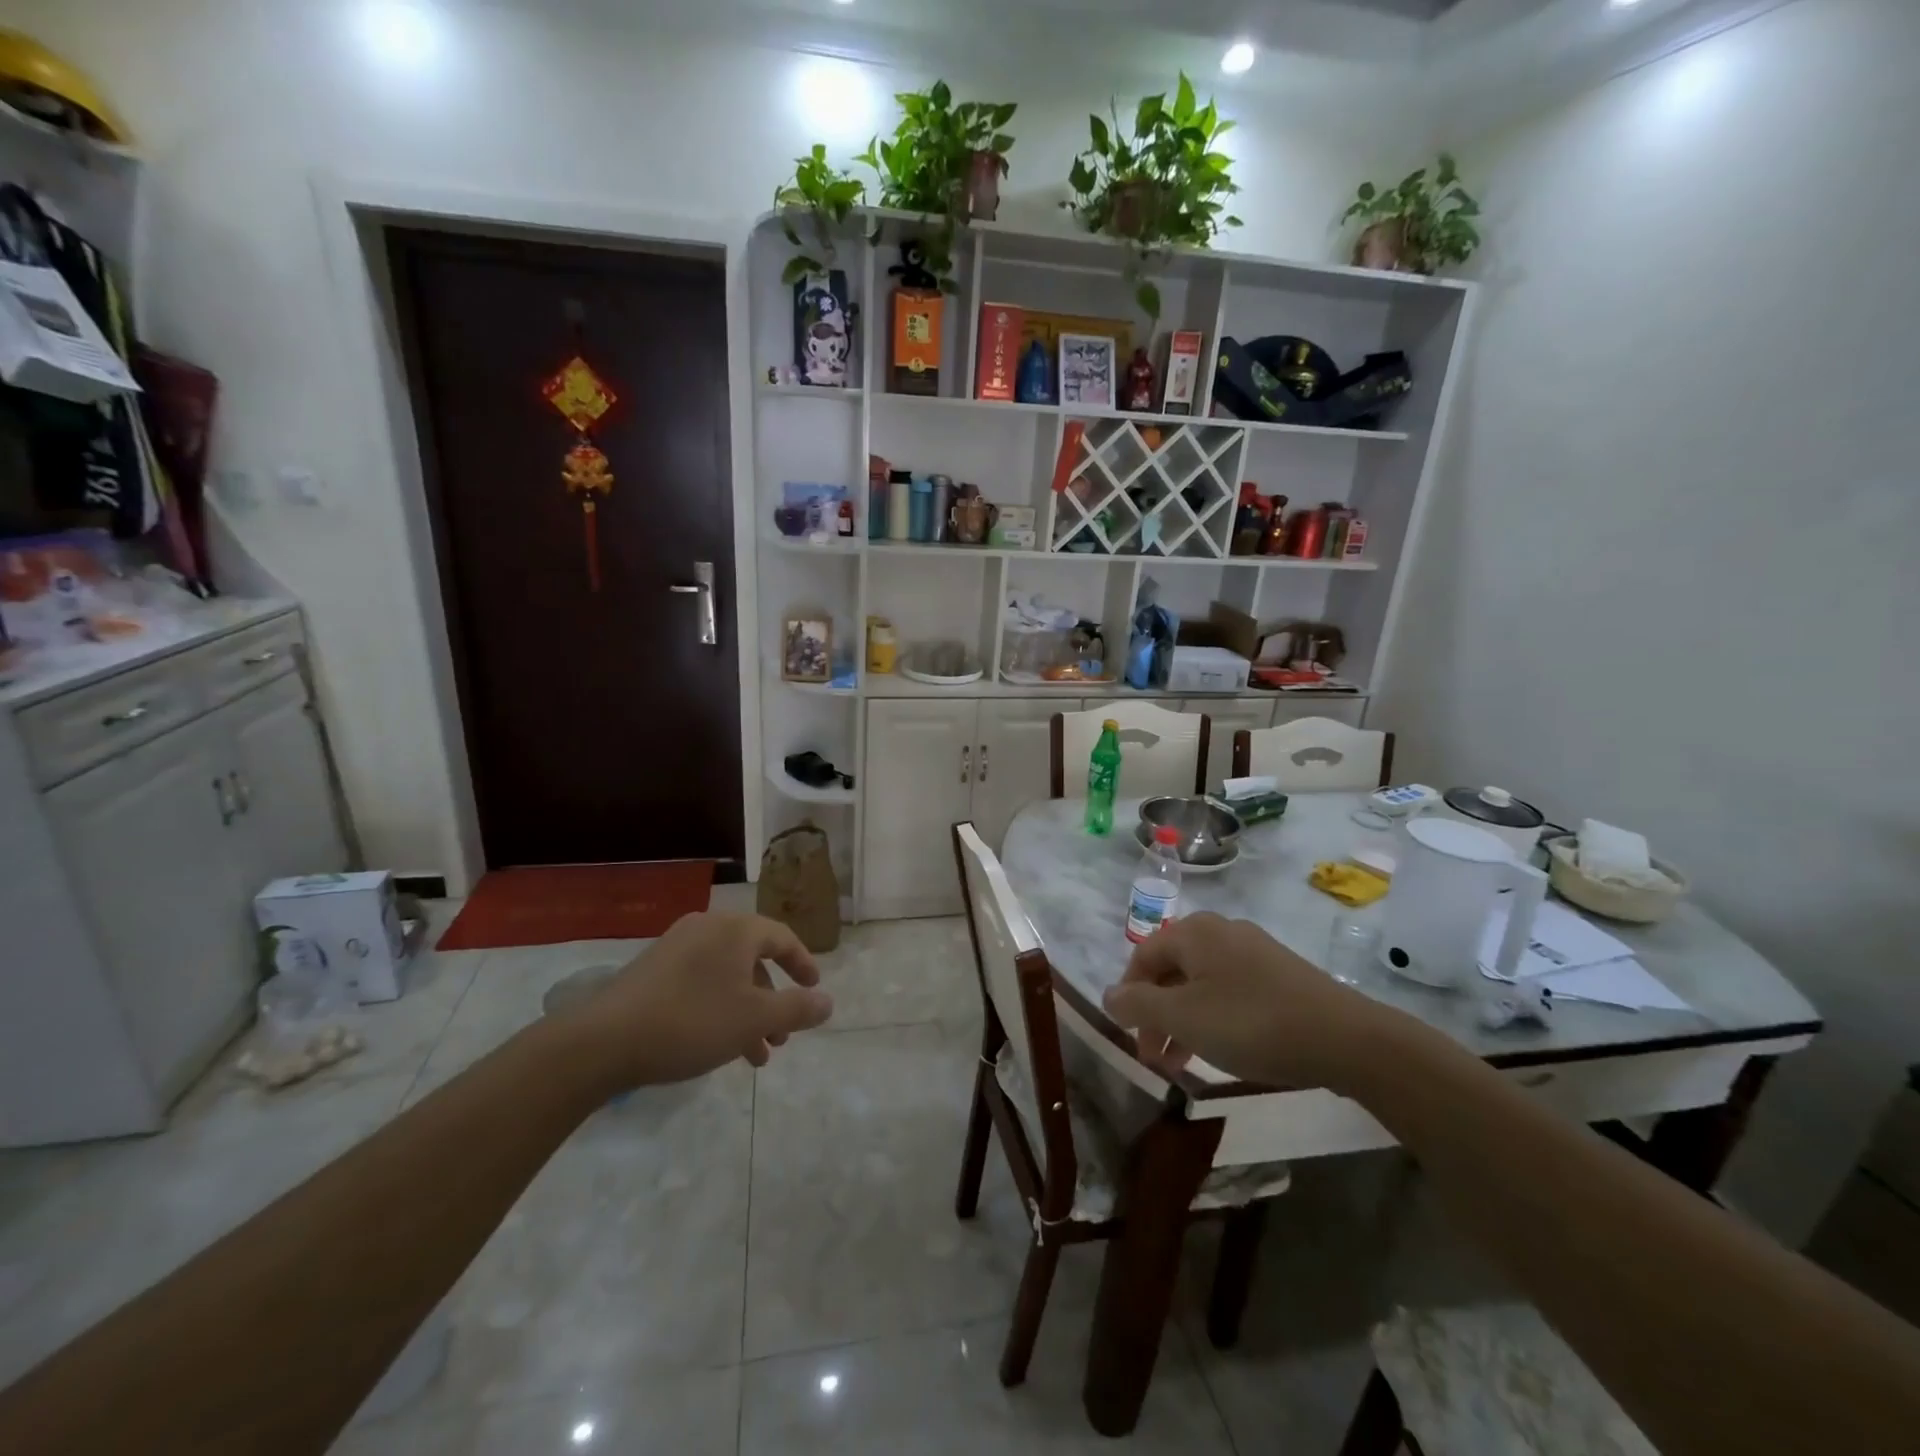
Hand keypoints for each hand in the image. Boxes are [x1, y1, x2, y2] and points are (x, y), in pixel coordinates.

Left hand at [553, 912, 832, 1091]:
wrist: (603, 1040)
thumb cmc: (692, 1022)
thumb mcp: (755, 1019)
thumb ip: (797, 1009)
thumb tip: (828, 1001)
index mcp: (736, 930)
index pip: (782, 938)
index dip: (803, 964)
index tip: (814, 990)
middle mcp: (708, 928)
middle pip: (754, 960)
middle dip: (773, 1001)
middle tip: (782, 1036)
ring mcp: (676, 947)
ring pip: (727, 976)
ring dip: (747, 1011)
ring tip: (754, 1056)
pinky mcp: (653, 970)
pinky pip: (701, 982)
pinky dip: (719, 1008)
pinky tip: (717, 1046)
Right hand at [1101, 912, 1403, 1090]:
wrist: (1345, 1038)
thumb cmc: (1251, 1023)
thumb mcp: (1184, 1017)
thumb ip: (1138, 1004)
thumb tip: (1108, 994)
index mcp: (1193, 932)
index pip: (1143, 957)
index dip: (1128, 995)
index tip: (1130, 1036)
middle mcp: (1221, 931)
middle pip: (1171, 970)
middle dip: (1156, 1014)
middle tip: (1154, 1058)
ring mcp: (1254, 950)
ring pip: (1201, 983)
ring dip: (1183, 1020)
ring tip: (1182, 1063)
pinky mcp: (1280, 973)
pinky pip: (1230, 990)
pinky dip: (1214, 1017)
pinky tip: (1222, 1047)